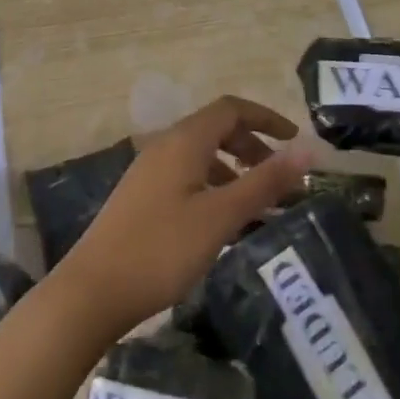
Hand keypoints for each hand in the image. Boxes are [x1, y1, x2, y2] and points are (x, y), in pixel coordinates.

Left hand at [60, 95, 310, 336]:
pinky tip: (223, 223)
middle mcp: (166, 145)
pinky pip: (187, 175)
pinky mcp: (142, 195)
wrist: (93, 290)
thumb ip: (263, 182)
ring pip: (202, 155)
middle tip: (280, 179)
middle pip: (216, 129)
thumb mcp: (221, 216)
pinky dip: (213, 187)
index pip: (231, 108)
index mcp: (185, 140)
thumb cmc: (162, 249)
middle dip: (253, 146)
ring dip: (234, 170)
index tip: (295, 140)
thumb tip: (306, 149)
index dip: (266, 117)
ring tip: (259, 206)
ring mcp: (150, 170)